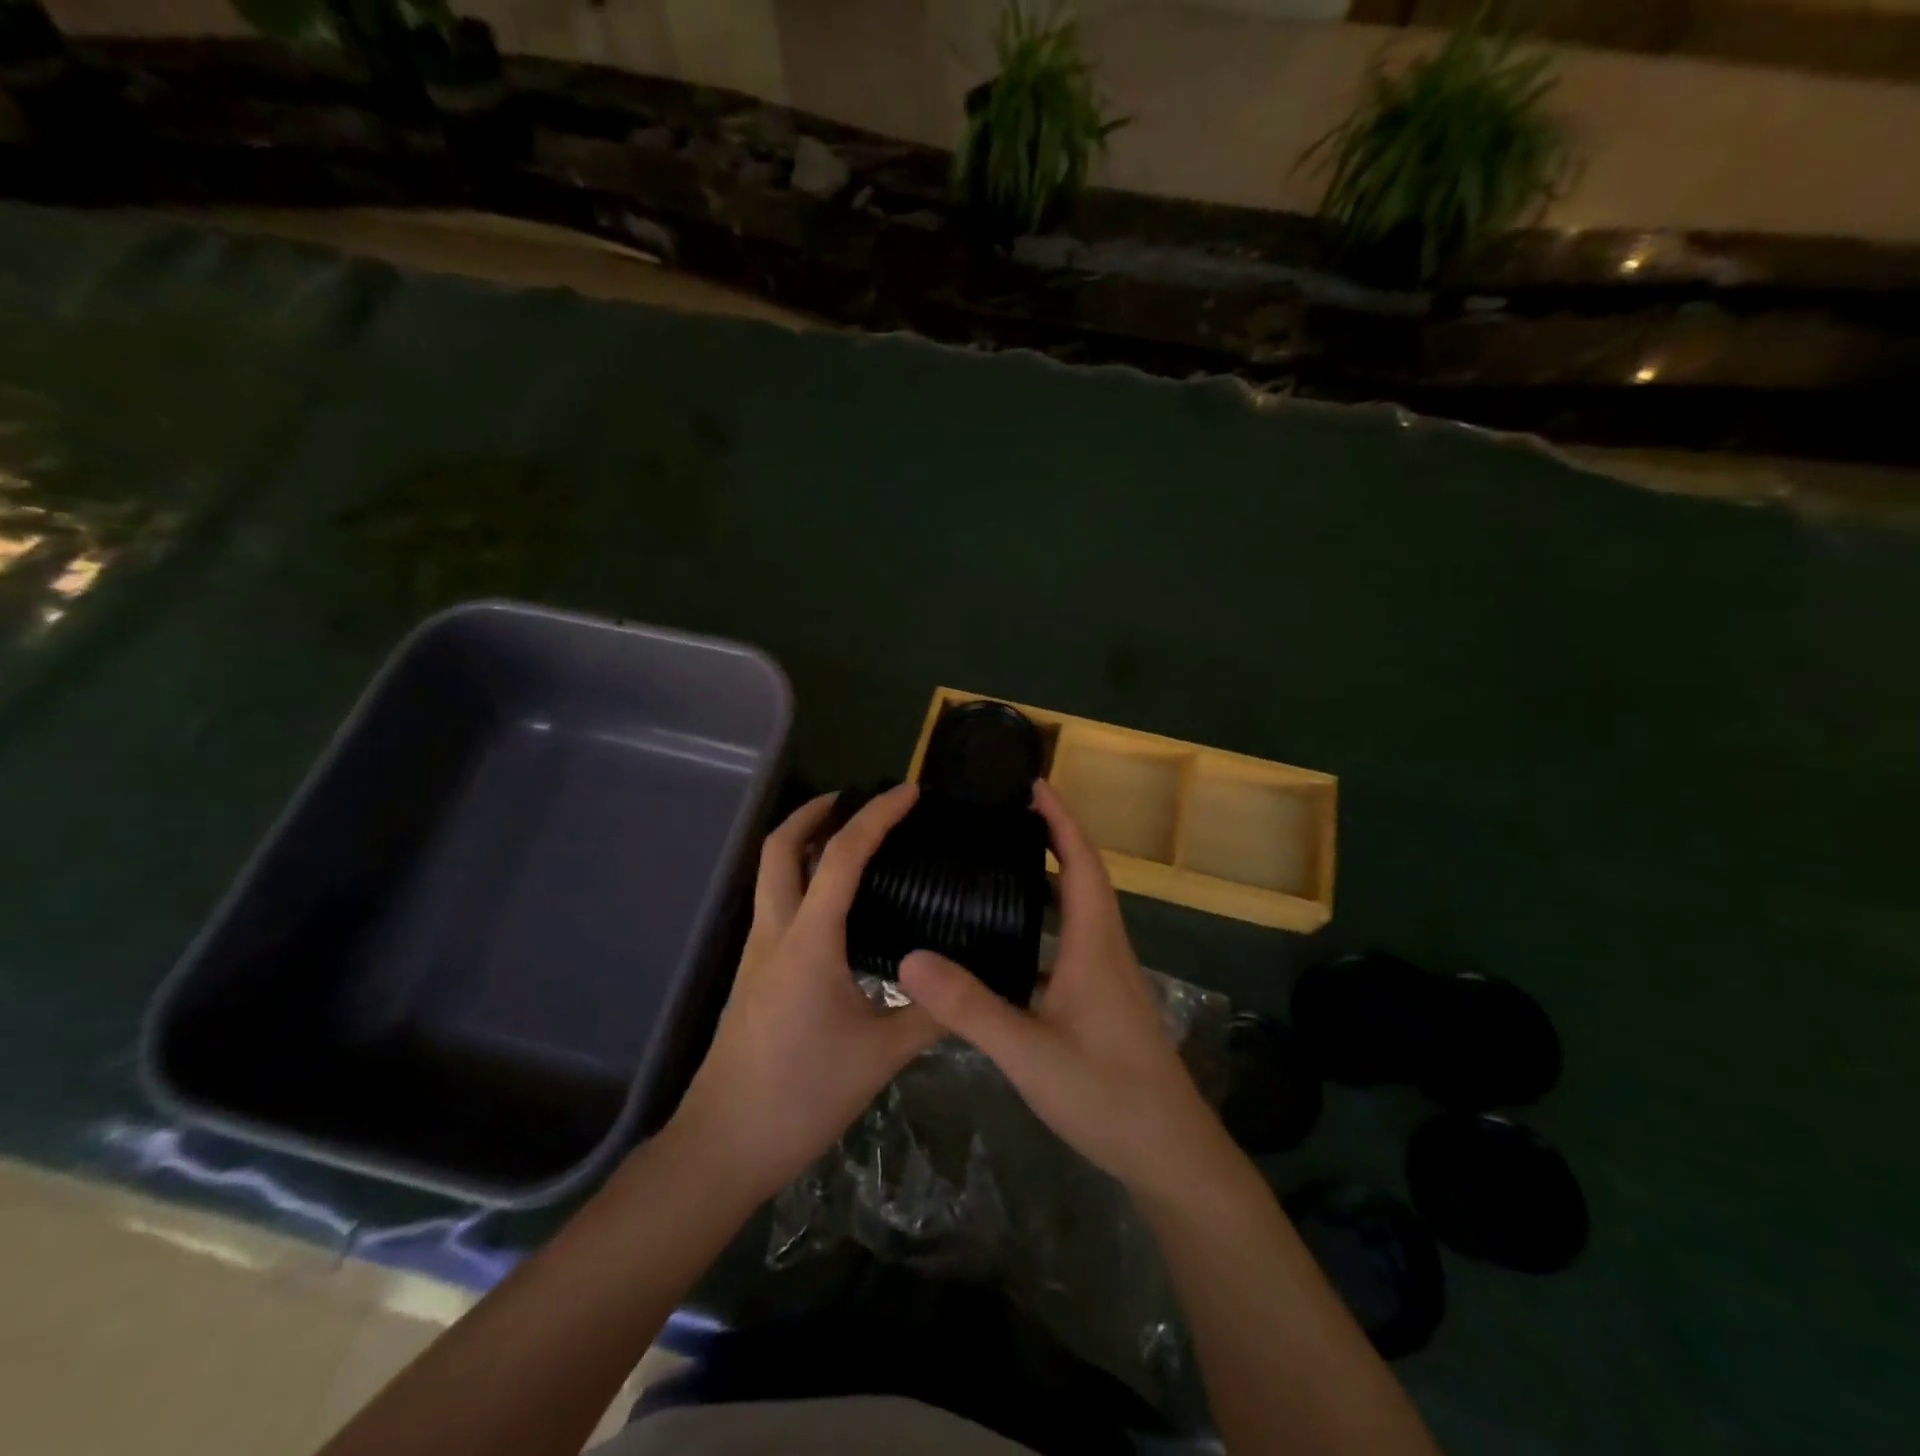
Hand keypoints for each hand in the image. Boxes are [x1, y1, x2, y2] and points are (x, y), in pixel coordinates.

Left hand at [669, 784, 941, 1202]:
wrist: (723, 1145)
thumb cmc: (802, 1095)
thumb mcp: (881, 1056)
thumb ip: (932, 1015)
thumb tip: (976, 987)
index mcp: (810, 941)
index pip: (843, 857)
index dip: (877, 816)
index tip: (909, 792)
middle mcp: (776, 932)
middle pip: (779, 847)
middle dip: (814, 811)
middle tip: (856, 799)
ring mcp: (757, 953)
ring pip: (770, 874)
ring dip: (803, 842)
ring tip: (849, 841)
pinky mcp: (753, 974)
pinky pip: (775, 904)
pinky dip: (800, 879)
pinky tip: (833, 906)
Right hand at [897, 780, 1236, 1203]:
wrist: (1169, 1153)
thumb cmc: (1106, 1094)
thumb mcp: (1028, 1053)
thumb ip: (970, 1007)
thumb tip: (909, 958)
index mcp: (1095, 944)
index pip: (1082, 862)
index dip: (1060, 819)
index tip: (1034, 784)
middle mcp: (1106, 948)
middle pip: (1083, 876)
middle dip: (1051, 838)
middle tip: (1003, 818)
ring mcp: (1108, 975)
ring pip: (1080, 910)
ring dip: (1051, 878)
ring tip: (1001, 864)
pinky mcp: (1103, 1001)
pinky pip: (1074, 939)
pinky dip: (1047, 920)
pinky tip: (1012, 940)